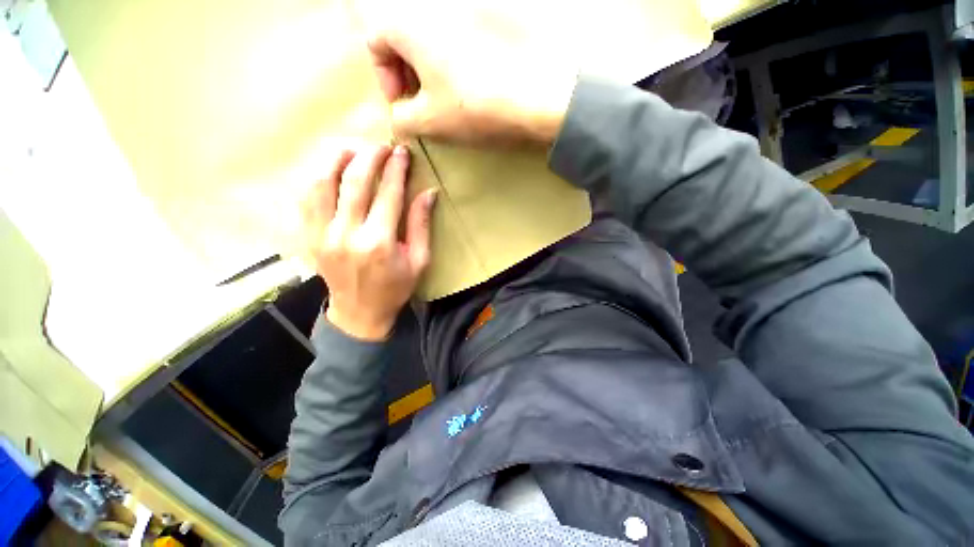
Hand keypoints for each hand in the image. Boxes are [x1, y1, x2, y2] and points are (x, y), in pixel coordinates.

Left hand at [302, 144, 436, 340]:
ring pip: (322, 183)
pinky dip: (317, 178)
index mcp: (379, 242)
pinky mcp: (309, 237)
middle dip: (369, 156)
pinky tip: (329, 170)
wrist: (360, 312)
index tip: (402, 152)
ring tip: (351, 149)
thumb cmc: (395, 288)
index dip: (396, 169)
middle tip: (381, 146)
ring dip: (336, 160)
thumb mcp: (419, 261)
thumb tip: (428, 193)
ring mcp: (322, 234)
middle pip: (355, 181)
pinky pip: (306, 198)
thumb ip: (421, 225)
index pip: (388, 193)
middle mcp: (347, 234)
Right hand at [363, 2, 577, 146]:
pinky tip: (470, 89)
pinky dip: (455, 65)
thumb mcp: (430, 121)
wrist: (536, 97)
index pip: (376, 42)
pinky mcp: (491, 26)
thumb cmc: (475, 108)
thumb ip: (402, 119)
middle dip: (407, 75)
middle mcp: (435, 10)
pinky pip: (459, 43)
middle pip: (405, 39)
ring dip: (431, 72)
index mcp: (410, 25)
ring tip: (448, 102)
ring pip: (433, 42)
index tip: (402, 105)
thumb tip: (399, 117)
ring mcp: (466, 15)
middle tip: (423, 106)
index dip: (385, 78)